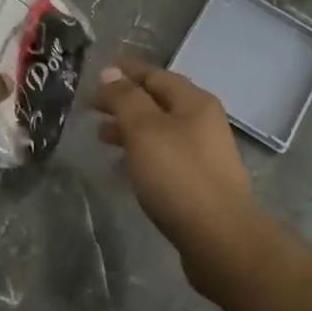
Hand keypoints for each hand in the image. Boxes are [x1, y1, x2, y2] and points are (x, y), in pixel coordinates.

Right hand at [93, 60, 266, 297]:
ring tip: (101, 136)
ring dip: (130, 128)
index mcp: (194, 102)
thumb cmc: (178, 175)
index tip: (97, 73)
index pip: (155, 75)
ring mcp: (204, 153)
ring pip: (160, 130)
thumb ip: (125, 98)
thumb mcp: (144, 129)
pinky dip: (141, 152)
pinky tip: (124, 166)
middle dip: (125, 101)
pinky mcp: (199, 182)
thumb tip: (111, 72)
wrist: (219, 238)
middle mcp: (203, 122)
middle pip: (159, 102)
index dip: (125, 72)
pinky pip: (164, 155)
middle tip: (92, 106)